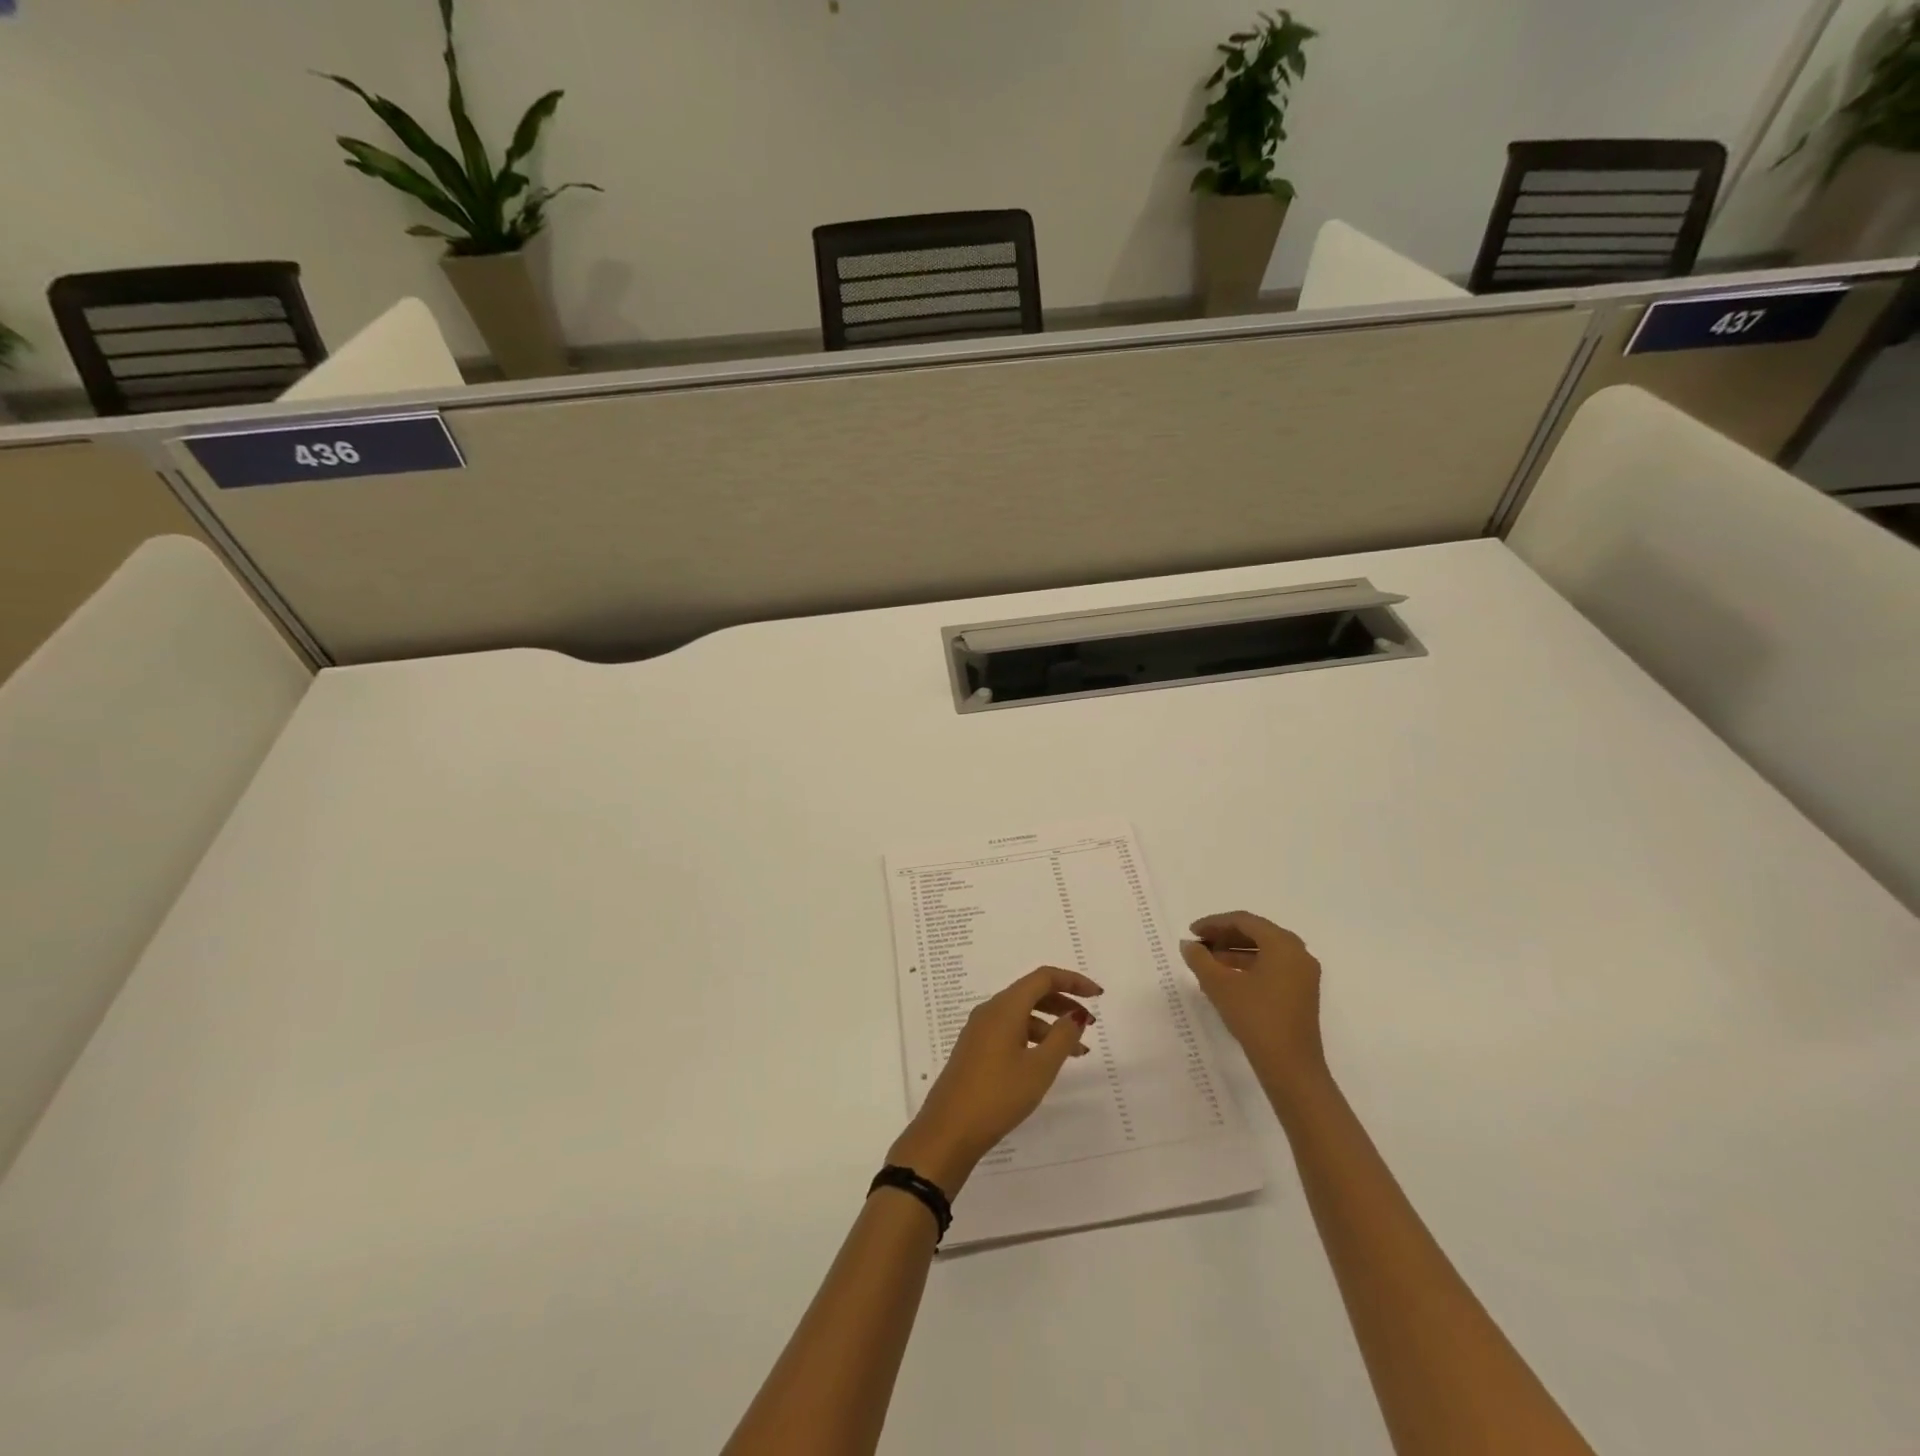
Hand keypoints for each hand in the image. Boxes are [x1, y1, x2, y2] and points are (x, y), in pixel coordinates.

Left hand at [889, 967, 1102, 1193]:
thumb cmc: (998, 1095)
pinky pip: (1010, 1030)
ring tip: (1077, 1051)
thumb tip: (1076, 1013)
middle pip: (1032, 993)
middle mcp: (990, 1010)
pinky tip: (1046, 1061)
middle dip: (1064, 1002)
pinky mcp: (975, 1049)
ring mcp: (980, 1030)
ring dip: (1051, 1026)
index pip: (1043, 977)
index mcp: (1005, 1007)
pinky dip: (1033, 1038)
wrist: (949, 1130)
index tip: (1097, 995)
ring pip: (1022, 1014)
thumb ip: (1062, 1037)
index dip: (1073, 981)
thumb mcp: (1039, 1068)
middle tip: (1091, 1022)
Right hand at [1180, 911, 1325, 1093]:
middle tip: (1199, 945)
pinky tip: (1228, 979)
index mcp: (1283, 944)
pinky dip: (1249, 967)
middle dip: (1225, 936)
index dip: (1214, 923)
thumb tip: (1188, 944)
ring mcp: (1303, 975)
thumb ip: (1200, 959)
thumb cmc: (1256, 1018)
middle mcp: (1298, 953)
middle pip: (1257, 933)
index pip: (1244, 921)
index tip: (1192, 932)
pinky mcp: (1302, 993)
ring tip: (1208, 962)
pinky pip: (1272, 967)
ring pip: (1264, 951)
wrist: (1291, 1068)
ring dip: (1235, 952)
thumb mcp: (1220, 986)